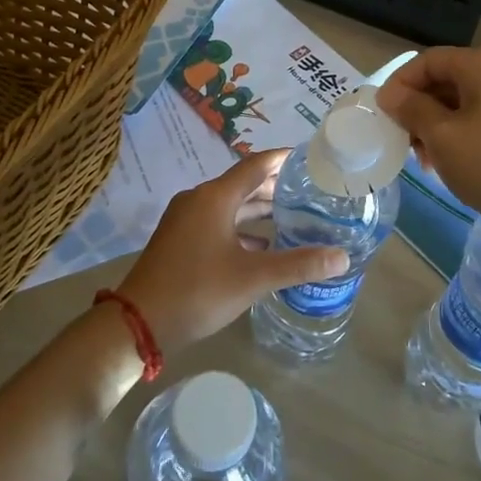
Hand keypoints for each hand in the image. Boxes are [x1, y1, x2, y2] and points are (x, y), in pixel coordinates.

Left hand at [116, 150, 348, 352]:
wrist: (138, 322)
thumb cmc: (197, 290)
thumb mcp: (253, 278)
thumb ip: (298, 264)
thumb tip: (342, 256)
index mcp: (215, 197)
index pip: (256, 164)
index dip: (284, 158)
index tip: (311, 158)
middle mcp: (200, 200)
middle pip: (244, 183)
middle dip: (276, 186)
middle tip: (311, 190)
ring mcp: (187, 220)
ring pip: (231, 206)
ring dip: (259, 209)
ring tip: (294, 216)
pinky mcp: (181, 240)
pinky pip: (219, 223)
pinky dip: (242, 228)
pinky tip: (264, 246)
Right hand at [377, 47, 480, 241]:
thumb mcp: (442, 137)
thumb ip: (411, 109)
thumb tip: (390, 95)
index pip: (430, 60)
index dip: (401, 83)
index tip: (383, 113)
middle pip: (448, 79)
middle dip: (420, 109)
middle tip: (404, 141)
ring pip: (465, 101)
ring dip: (438, 124)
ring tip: (426, 160)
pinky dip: (461, 132)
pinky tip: (452, 161)